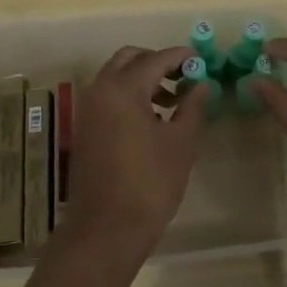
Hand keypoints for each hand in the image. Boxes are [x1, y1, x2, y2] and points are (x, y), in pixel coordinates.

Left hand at [55, 44, 209, 264]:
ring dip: (142, 79)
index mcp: (122, 89)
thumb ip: (192, 106)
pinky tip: (152, 119)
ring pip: (115, 77)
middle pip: (129, 59)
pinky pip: (107, 97)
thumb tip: (202, 84)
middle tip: (184, 77)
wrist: (106, 230)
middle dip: (157, 62)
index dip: (181, 57)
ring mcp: (87, 110)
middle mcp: (99, 91)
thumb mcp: (181, 143)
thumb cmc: (150, 184)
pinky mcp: (84, 129)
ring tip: (173, 101)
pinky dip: (129, 96)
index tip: (202, 60)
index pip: (156, 59)